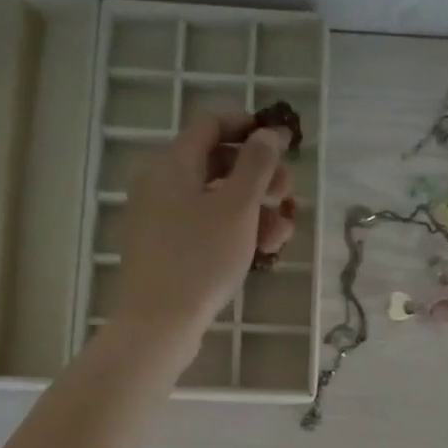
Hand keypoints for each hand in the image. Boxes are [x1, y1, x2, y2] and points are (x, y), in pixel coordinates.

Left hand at [109, 111, 294, 363]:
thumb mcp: (237, 207)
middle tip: (288, 195)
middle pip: (218, 163)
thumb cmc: (200, 258)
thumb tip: (268, 133)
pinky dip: (234, 231)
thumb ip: (256, 164)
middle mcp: (161, 183)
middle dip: (259, 177)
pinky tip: (260, 252)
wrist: (159, 323)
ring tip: (281, 235)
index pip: (211, 124)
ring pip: (216, 199)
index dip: (249, 127)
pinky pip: (205, 226)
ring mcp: (161, 218)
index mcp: (173, 164)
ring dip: (254, 210)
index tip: (283, 143)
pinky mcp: (166, 248)